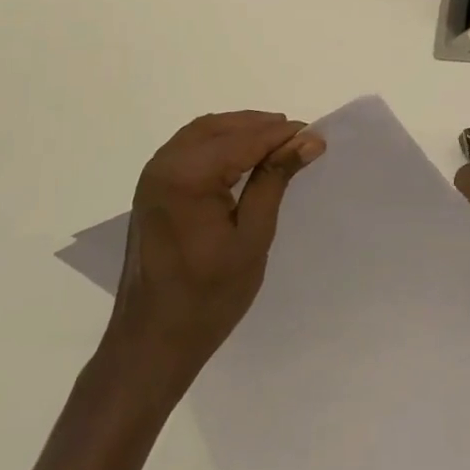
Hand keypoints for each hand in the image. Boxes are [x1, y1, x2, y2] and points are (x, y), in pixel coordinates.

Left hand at [103, 111, 323, 396]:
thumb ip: (275, 180)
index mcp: (187, 176)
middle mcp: (164, 164)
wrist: (152, 341)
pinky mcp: (152, 187)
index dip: (281, 135)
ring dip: (240, 132)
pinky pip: (189, 148)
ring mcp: (153, 175)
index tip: (316, 136)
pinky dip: (219, 144)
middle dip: (261, 127)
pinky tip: (242, 158)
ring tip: (278, 145)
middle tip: (300, 140)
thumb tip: (308, 140)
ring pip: (203, 133)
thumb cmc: (208, 297)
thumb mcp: (252, 238)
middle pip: (220, 128)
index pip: (243, 140)